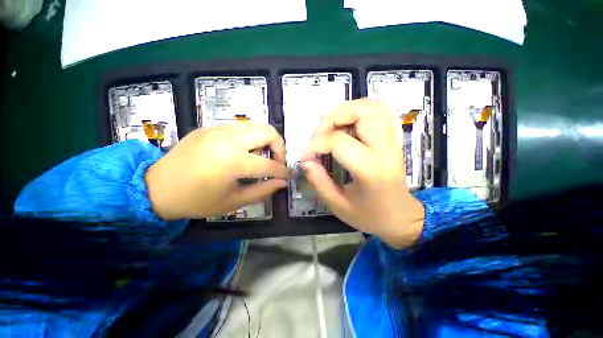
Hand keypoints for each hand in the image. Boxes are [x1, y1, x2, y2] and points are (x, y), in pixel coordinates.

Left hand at [146, 124, 287, 219]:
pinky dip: (250, 138)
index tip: (286, 176)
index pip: (269, 164)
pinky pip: (241, 128)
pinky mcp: (210, 127)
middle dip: (280, 147)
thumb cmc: (196, 200)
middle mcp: (228, 139)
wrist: (155, 187)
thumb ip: (262, 191)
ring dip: (265, 141)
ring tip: (260, 157)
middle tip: (276, 162)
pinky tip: (243, 152)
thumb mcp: (233, 202)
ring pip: (256, 126)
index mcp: (232, 161)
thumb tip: (282, 183)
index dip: (282, 172)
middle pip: (268, 131)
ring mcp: (217, 129)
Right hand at [301, 99, 424, 248]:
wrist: (402, 217)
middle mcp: (385, 149)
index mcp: (371, 170)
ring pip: (373, 106)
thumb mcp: (338, 206)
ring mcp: (393, 141)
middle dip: (332, 118)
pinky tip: (348, 125)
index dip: (315, 145)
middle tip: (319, 135)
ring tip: (332, 128)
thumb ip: (319, 182)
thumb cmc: (370, 216)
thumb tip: (305, 162)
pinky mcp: (393, 139)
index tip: (306, 157)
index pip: (339, 142)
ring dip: (347, 111)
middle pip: (362, 112)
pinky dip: (360, 111)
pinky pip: (380, 112)